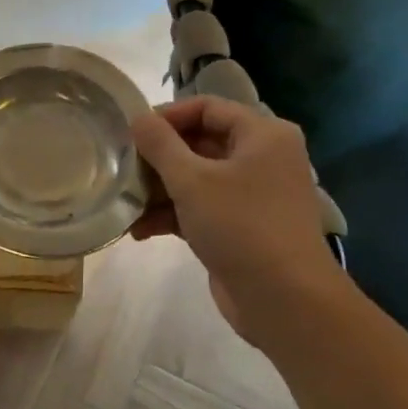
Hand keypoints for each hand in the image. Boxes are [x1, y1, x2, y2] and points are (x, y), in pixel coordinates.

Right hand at [130, 96, 344, 350]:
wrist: (285, 300)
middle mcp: (262, 158)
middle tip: (122, 167)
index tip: (131, 132)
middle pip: (200, 143)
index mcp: (262, 134)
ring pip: (197, 179)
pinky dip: (173, 215)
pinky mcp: (241, 227)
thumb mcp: (192, 180)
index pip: (207, 107)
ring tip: (125, 202)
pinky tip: (139, 231)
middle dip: (159, 158)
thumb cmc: (241, 226)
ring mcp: (252, 195)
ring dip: (160, 190)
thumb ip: (160, 145)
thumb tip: (138, 117)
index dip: (168, 116)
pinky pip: (202, 208)